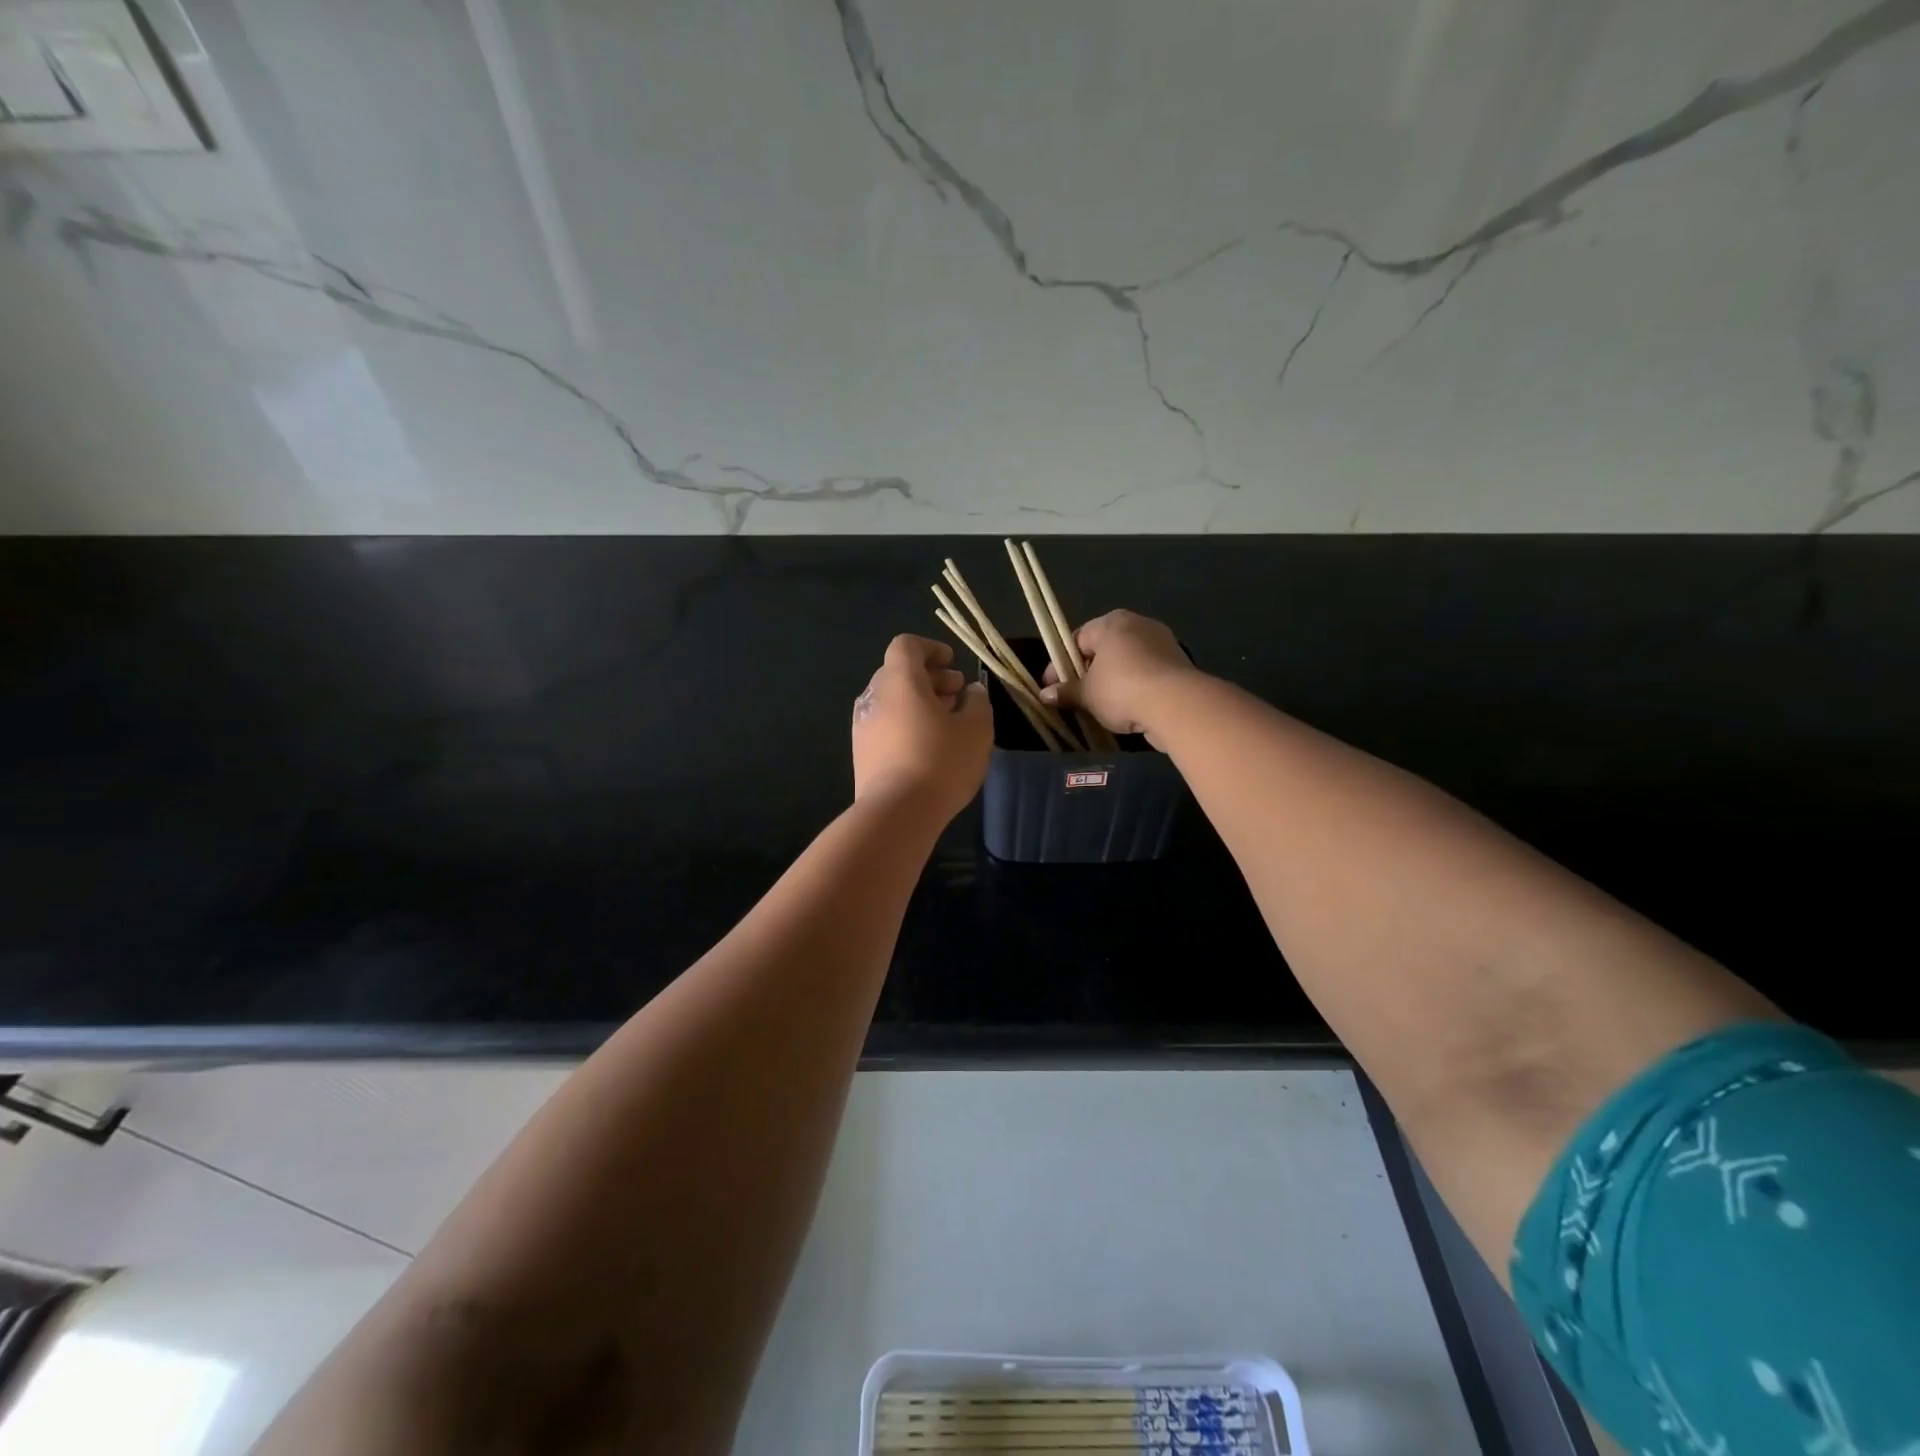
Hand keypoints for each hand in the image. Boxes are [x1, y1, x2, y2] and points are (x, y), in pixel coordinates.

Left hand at [851, 634, 991, 820]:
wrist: (896, 814)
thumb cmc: (941, 761)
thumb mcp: (976, 729)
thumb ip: (978, 702)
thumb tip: (971, 692)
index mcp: (899, 680)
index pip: (906, 646)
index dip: (931, 649)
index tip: (953, 663)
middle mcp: (874, 697)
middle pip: (899, 673)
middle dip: (931, 678)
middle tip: (958, 694)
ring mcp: (863, 726)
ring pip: (893, 701)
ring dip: (920, 703)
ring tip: (949, 723)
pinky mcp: (862, 754)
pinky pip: (886, 726)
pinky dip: (907, 724)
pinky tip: (930, 747)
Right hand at [1039, 610, 1196, 738]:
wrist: (1176, 703)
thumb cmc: (1121, 689)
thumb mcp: (1087, 695)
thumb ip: (1065, 692)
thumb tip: (1044, 695)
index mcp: (1110, 622)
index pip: (1077, 639)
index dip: (1059, 665)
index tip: (1052, 687)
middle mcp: (1137, 624)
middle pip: (1103, 648)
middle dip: (1088, 672)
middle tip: (1076, 696)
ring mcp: (1161, 641)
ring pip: (1126, 660)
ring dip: (1112, 680)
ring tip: (1101, 705)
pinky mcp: (1178, 662)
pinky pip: (1146, 671)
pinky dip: (1134, 685)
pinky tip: (1127, 706)